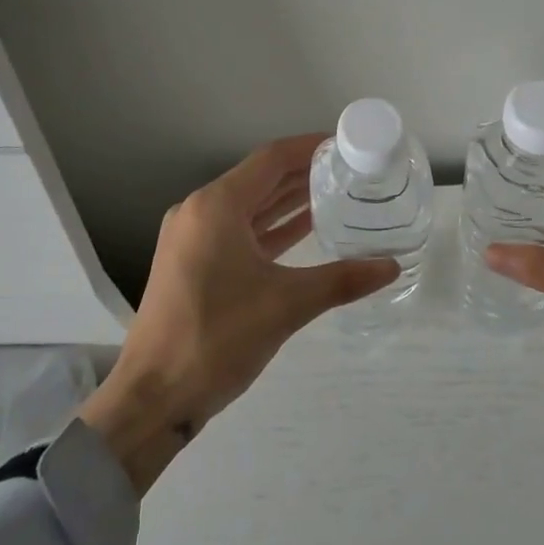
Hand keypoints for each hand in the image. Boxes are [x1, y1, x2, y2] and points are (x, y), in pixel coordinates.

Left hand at [78, 134, 399, 492]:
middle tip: (349, 170)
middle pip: (260, 178)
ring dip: (288, 200)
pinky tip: (304, 229)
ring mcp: (192, 237)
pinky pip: (238, 230)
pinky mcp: (192, 262)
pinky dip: (270, 227)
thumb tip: (391, 266)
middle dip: (303, 173)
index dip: (309, 147)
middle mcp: (200, 211)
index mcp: (216, 206)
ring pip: (249, 205)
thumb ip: (341, 280)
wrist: (152, 399)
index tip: (346, 145)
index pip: (271, 159)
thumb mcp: (285, 305)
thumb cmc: (216, 339)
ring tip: (335, 193)